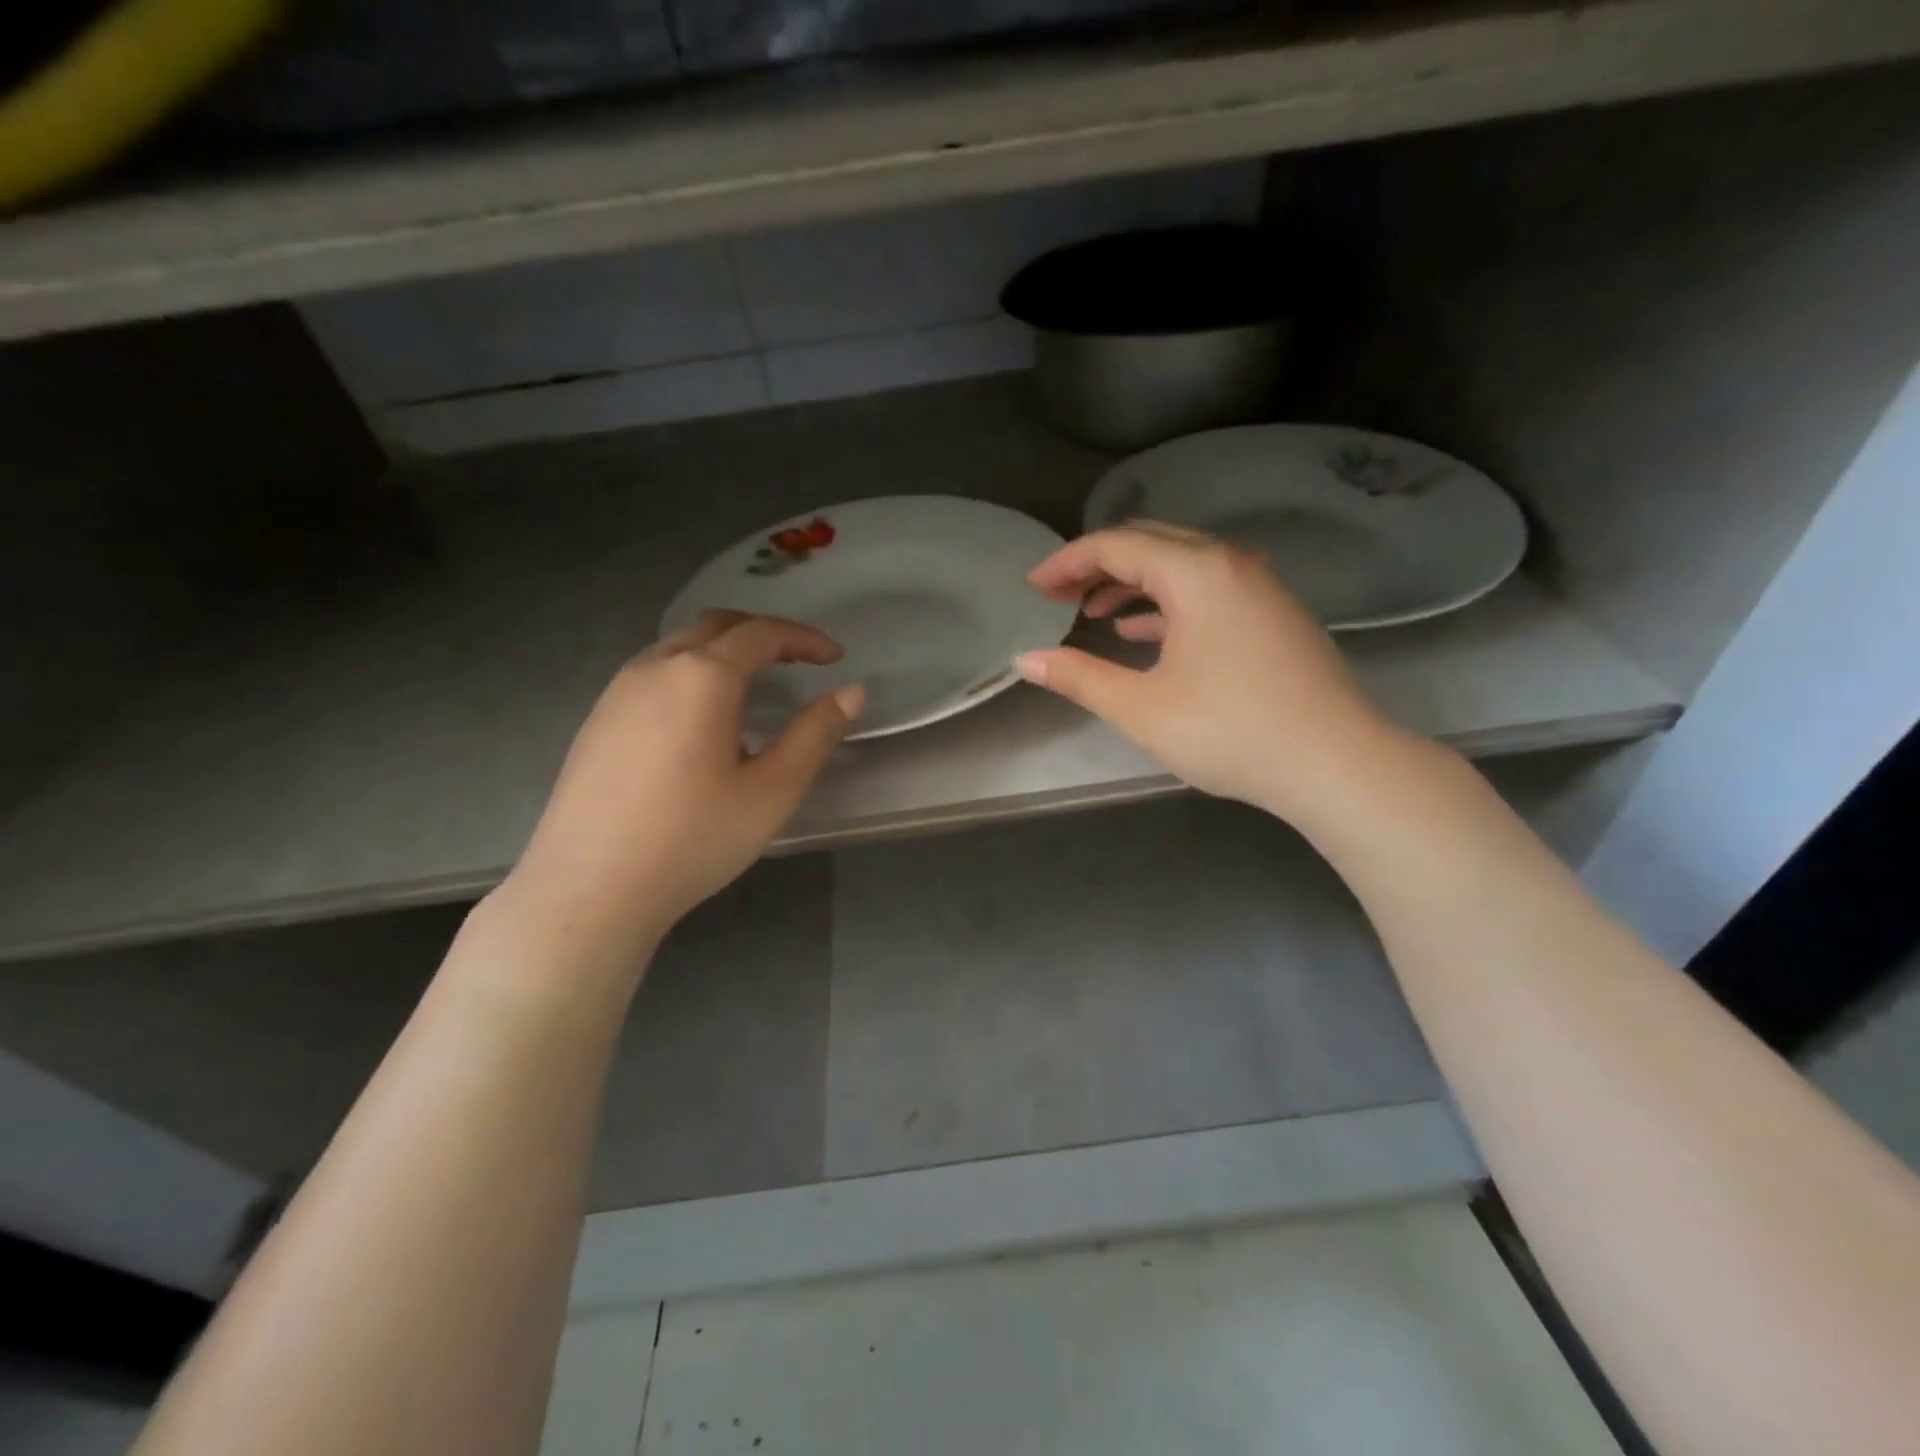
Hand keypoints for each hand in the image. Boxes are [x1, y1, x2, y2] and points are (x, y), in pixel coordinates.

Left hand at [503, 611, 862, 964]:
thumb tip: (851, 692)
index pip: (762, 634)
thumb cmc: (693, 838)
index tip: (835, 657)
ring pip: (679, 647)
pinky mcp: (597, 720)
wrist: (589, 888)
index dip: (805, 639)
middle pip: (716, 626)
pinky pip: (653, 674)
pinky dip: (691, 674)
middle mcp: (655, 668)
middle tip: (798, 660)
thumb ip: (815, 734)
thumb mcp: (772, 790)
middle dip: (763, 633)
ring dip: (724, 652)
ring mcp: (618, 692)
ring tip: (753, 689)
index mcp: (702, 677)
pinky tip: (700, 723)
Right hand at [1015, 523, 1397, 822]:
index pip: (1116, 545)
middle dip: (1096, 565)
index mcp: (1196, 572)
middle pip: (1149, 543)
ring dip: (1130, 583)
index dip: (1066, 562)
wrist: (1336, 764)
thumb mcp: (1142, 709)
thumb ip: (1079, 678)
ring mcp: (1258, 588)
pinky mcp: (1272, 615)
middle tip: (1055, 594)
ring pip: (1180, 566)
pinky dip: (1165, 603)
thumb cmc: (1231, 732)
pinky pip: (1206, 590)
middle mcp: (1230, 564)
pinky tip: (1141, 633)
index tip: (1031, 586)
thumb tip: (1026, 660)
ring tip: (1089, 613)